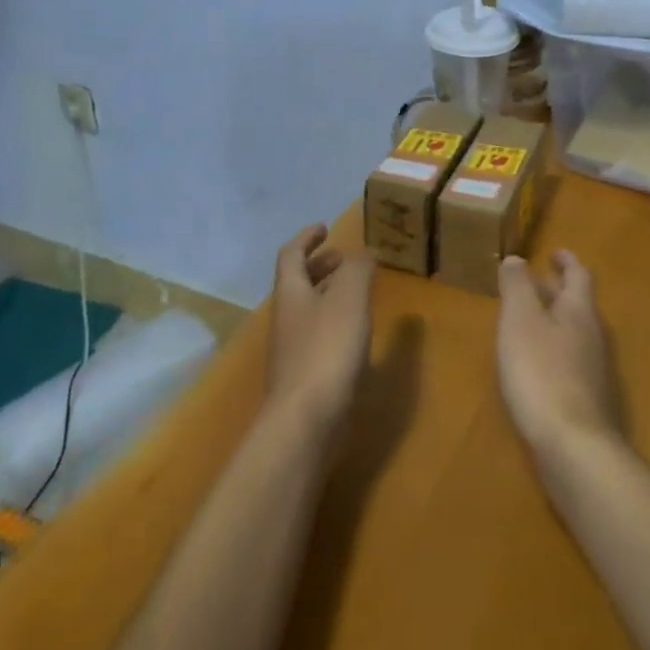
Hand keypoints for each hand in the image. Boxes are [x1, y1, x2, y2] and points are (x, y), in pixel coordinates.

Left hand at [267, 225, 373, 432]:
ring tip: (355, 294)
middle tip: (343, 259)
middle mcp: (285, 318)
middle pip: (297, 283)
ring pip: (307, 310)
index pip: (291, 255)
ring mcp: (291, 349)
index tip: (324, 227)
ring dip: (327, 294)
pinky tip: (354, 336)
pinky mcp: (303, 376)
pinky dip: (334, 323)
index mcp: (291, 293)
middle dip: (319, 266)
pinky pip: (316, 336)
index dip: (306, 238)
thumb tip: (363, 251)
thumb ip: (357, 271)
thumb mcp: (348, 301)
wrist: (304, 421)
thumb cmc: (326, 351)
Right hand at [497, 251, 618, 461]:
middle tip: (534, 283)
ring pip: (575, 334)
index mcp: (579, 312)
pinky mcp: (589, 400)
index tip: (555, 252)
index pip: (579, 276)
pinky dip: (554, 350)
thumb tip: (517, 258)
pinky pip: (571, 361)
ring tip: (529, 321)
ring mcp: (595, 371)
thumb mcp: (520, 321)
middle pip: (578, 305)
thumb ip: (517, 287)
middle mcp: (594, 336)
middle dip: (557, 290)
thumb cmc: (541, 372)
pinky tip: (536, 365)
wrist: (574, 445)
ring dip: (555, 321)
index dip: (567, 261)